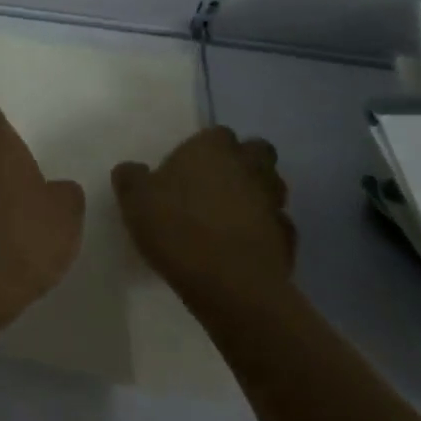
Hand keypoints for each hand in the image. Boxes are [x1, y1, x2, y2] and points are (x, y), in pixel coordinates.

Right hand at [112, 126, 295, 307]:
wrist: (231, 286)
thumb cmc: (179, 229)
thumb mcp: (135, 200)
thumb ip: (131, 178)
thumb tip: (132, 170)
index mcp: (213, 149)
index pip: (219, 133)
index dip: (208, 147)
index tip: (191, 165)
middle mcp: (248, 167)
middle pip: (258, 152)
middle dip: (245, 162)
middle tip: (220, 182)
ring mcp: (273, 204)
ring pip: (273, 188)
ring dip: (259, 195)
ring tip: (234, 215)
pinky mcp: (289, 241)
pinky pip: (279, 227)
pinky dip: (267, 232)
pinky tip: (247, 246)